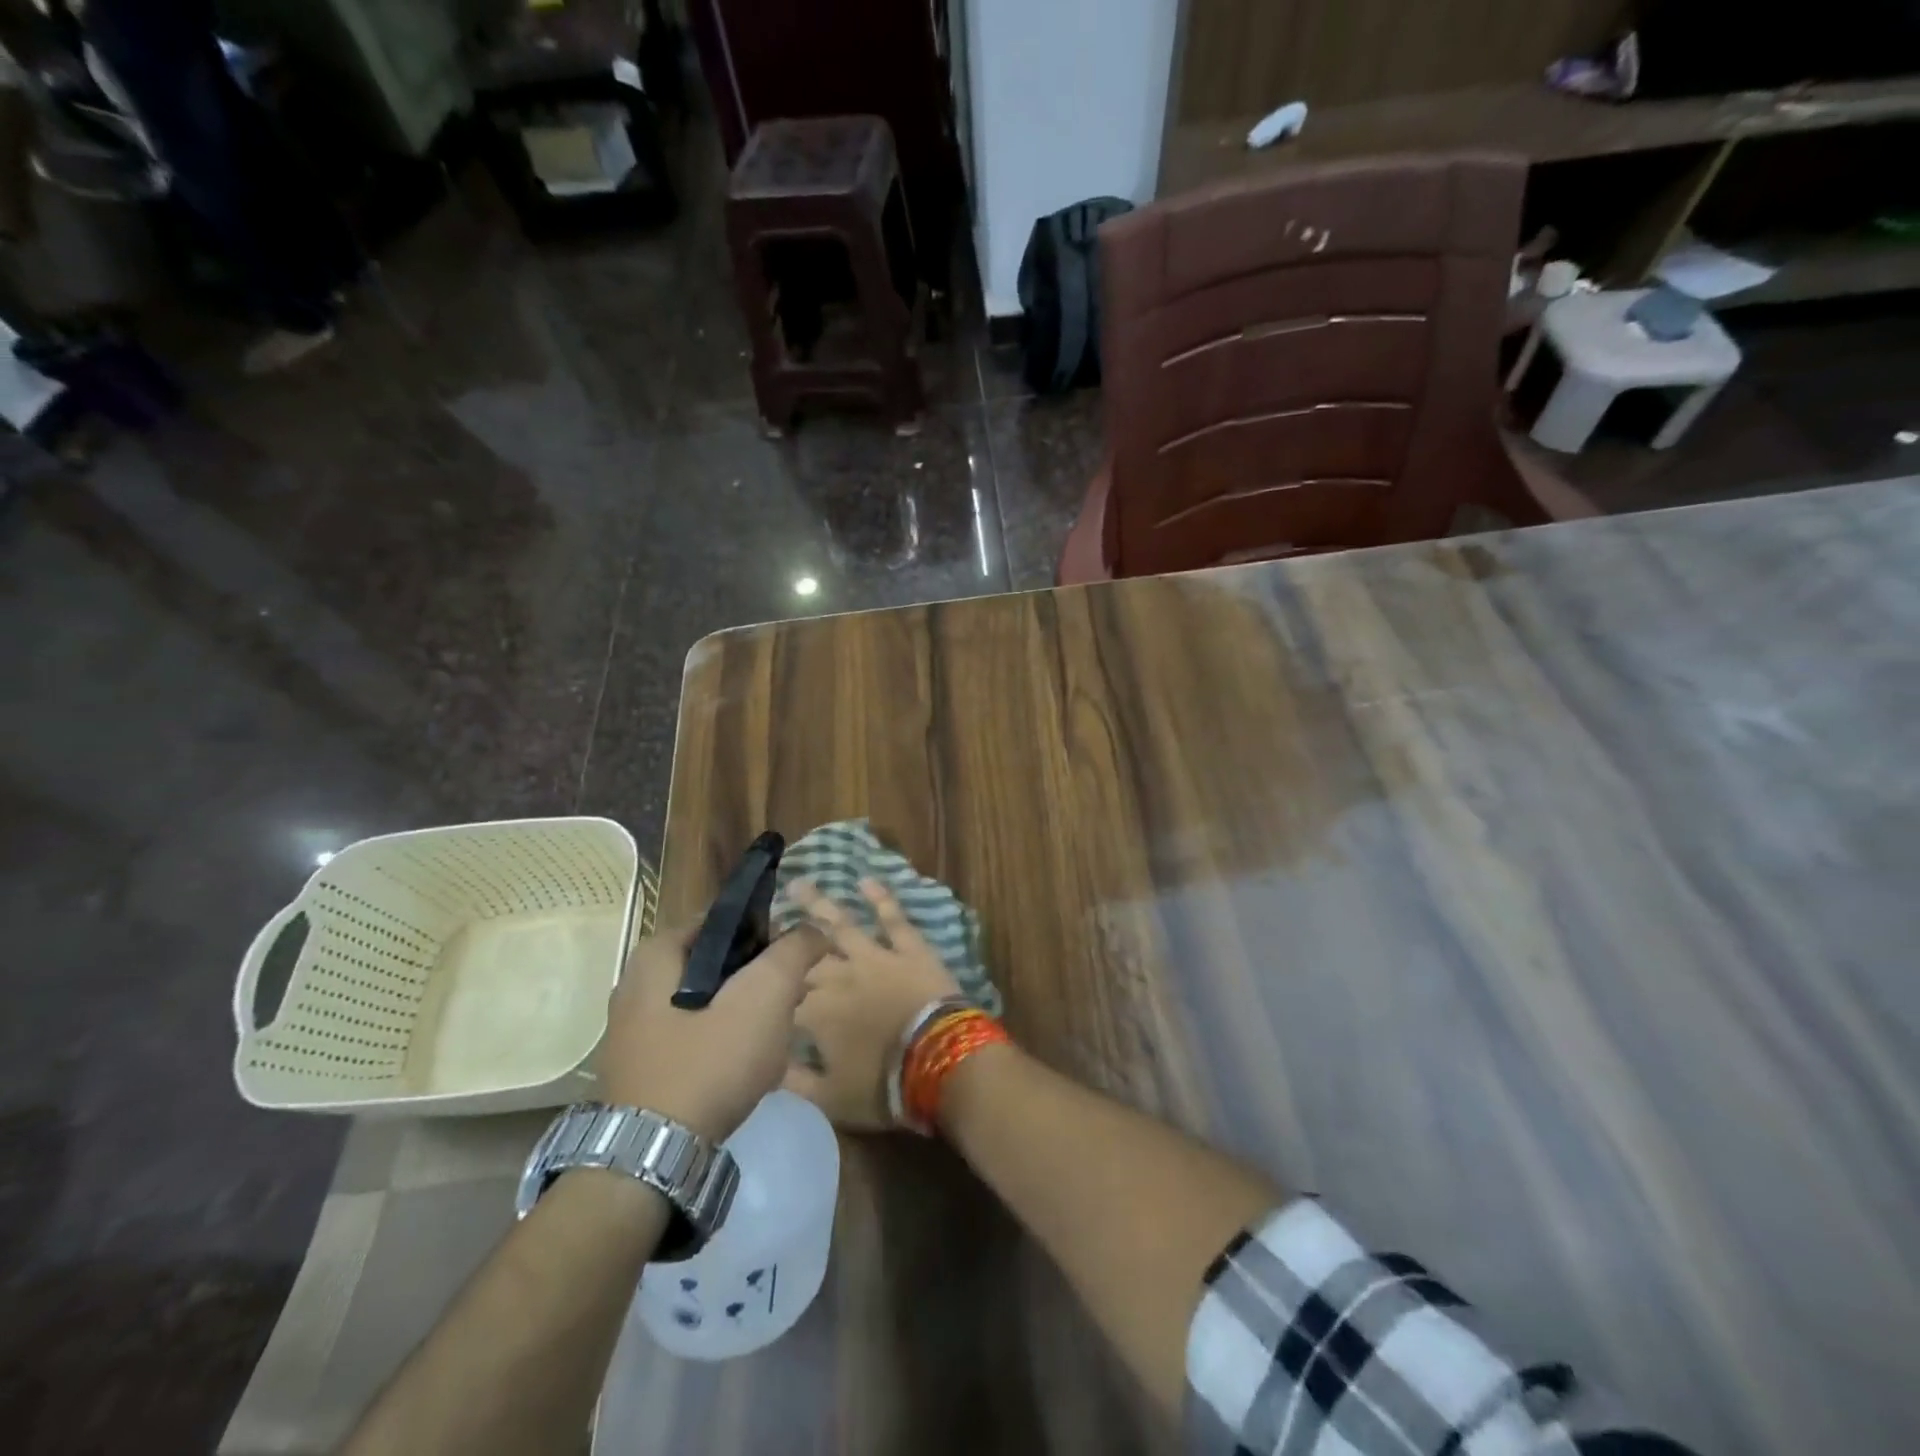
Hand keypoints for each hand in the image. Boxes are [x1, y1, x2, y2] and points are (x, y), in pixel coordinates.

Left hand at [597, 922, 828, 1142]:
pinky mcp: (643, 1069)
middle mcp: (636, 986)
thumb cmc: (707, 1063)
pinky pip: (695, 1038)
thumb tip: (813, 929)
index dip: (767, 931)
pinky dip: (725, 1042)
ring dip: (748, 1012)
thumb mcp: (763, 996)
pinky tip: (750, 1066)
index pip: (723, 921)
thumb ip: (793, 952)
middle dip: (760, 977)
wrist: (651, 1160)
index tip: (796, 956)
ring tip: (779, 1034)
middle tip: (794, 996)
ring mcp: (636, 1032)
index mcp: (656, 955)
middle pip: (717, 963)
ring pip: (709, 1003)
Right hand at [784, 878, 963, 1128]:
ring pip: (841, 924)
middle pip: (805, 955)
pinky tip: (867, 880)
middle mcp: (839, 976)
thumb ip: (792, 1081)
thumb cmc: (883, 1087)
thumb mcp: (829, 1100)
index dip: (767, 986)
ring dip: (818, 904)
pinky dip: (881, 898)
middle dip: (785, 940)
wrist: (939, 1062)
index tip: (751, 975)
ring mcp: (875, 957)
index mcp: (815, 1013)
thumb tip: (765, 1064)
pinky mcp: (909, 948)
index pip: (783, 995)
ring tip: (799, 883)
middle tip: (768, 920)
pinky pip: (893, 918)